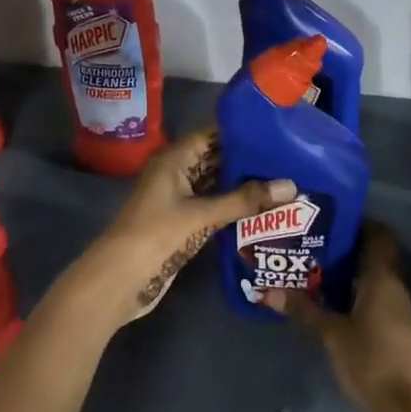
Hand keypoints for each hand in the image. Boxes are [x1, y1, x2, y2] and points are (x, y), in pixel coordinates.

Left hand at [67, 129, 295, 331]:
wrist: (119, 280)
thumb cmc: (156, 235)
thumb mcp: (201, 215)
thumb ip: (245, 201)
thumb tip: (291, 186)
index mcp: (174, 159)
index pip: (213, 134)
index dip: (242, 132)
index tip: (277, 131)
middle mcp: (177, 173)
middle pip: (217, 159)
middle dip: (248, 160)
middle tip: (289, 159)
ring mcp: (179, 199)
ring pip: (217, 184)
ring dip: (244, 185)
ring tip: (284, 181)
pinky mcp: (183, 223)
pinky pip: (214, 207)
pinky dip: (235, 207)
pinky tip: (263, 209)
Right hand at [266, 225, 410, 411]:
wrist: (403, 406)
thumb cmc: (368, 359)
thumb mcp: (331, 333)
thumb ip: (304, 310)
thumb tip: (268, 291)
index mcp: (382, 278)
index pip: (378, 236)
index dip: (359, 223)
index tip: (332, 219)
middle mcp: (395, 287)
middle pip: (375, 256)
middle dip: (348, 248)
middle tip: (316, 243)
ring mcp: (399, 309)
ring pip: (375, 278)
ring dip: (351, 272)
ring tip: (318, 268)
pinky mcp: (397, 329)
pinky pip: (377, 298)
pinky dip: (357, 292)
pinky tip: (334, 301)